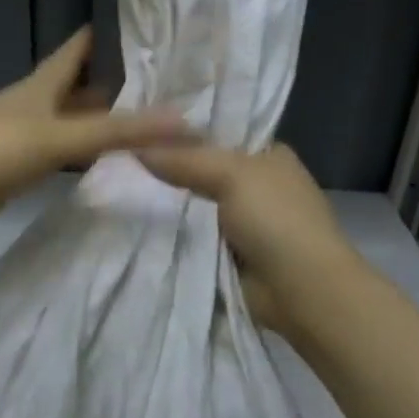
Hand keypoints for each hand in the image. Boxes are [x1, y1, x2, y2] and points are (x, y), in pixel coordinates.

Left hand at [0, 27, 191, 245]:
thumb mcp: (58, 136)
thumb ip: (118, 131)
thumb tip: (186, 121)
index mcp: (40, 86)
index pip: (77, 50)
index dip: (105, 35)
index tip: (143, 24)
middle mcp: (31, 107)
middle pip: (75, 88)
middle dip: (111, 84)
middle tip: (159, 83)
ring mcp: (20, 140)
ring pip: (67, 124)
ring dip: (97, 123)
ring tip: (141, 124)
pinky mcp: (12, 173)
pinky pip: (55, 158)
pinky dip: (79, 157)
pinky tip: (98, 165)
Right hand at [136, 141, 357, 336]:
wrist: (300, 290)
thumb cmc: (276, 219)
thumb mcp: (231, 174)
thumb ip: (184, 159)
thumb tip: (134, 148)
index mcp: (267, 155)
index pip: (219, 132)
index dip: (182, 130)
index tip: (139, 127)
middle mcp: (256, 184)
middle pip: (201, 169)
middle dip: (168, 168)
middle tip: (120, 158)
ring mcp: (242, 221)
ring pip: (193, 204)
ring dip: (166, 203)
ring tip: (118, 186)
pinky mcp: (228, 253)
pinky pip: (192, 236)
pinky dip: (172, 233)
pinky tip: (135, 221)